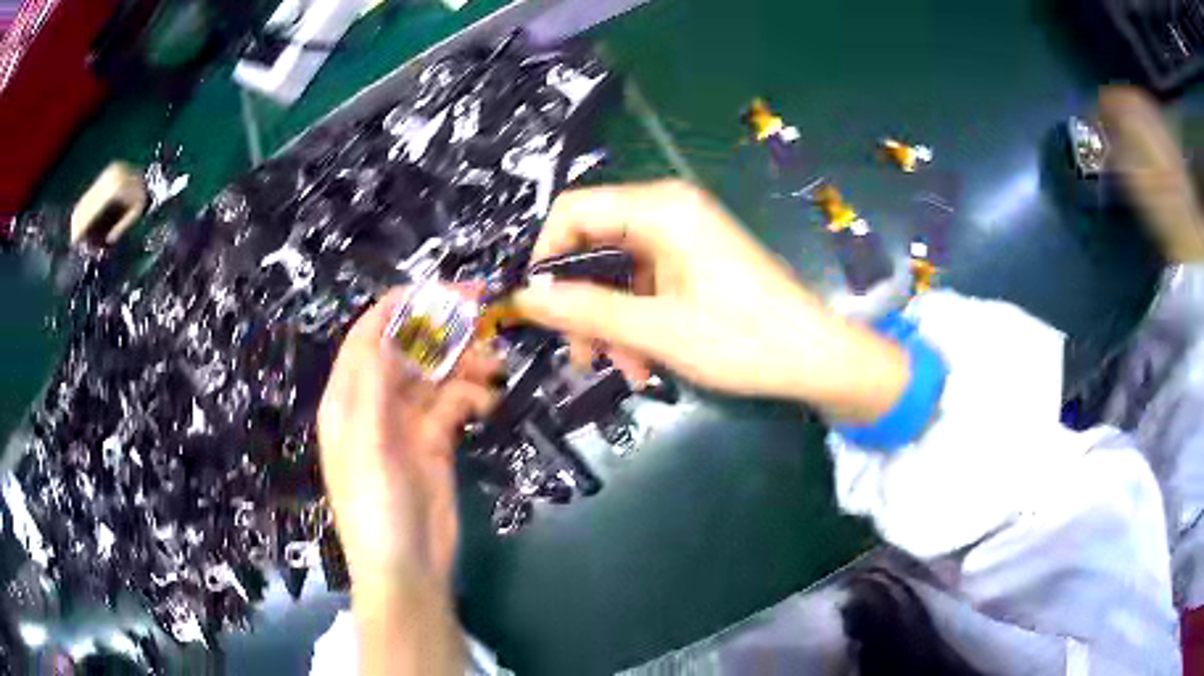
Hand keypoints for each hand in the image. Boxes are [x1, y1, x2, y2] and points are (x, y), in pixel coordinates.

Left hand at [318, 287, 499, 675]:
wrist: (406, 571)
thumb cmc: (376, 510)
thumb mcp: (366, 446)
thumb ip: (373, 386)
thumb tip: (385, 328)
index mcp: (349, 399)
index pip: (370, 334)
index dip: (404, 306)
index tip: (444, 290)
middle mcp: (375, 404)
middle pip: (408, 349)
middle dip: (443, 331)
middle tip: (486, 317)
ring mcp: (407, 423)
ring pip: (435, 375)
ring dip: (464, 364)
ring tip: (495, 365)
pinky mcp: (434, 442)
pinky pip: (453, 404)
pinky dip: (471, 396)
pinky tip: (489, 401)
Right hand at [513, 180, 907, 422]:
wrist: (815, 358)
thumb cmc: (744, 339)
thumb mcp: (656, 329)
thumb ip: (585, 309)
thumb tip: (525, 298)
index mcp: (660, 208)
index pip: (572, 210)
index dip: (545, 257)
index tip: (539, 307)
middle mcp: (668, 211)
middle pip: (593, 245)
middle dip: (582, 302)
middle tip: (581, 354)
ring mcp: (682, 237)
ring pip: (616, 273)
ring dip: (609, 322)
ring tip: (622, 369)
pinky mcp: (693, 262)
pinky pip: (644, 285)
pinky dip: (635, 322)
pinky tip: (642, 363)